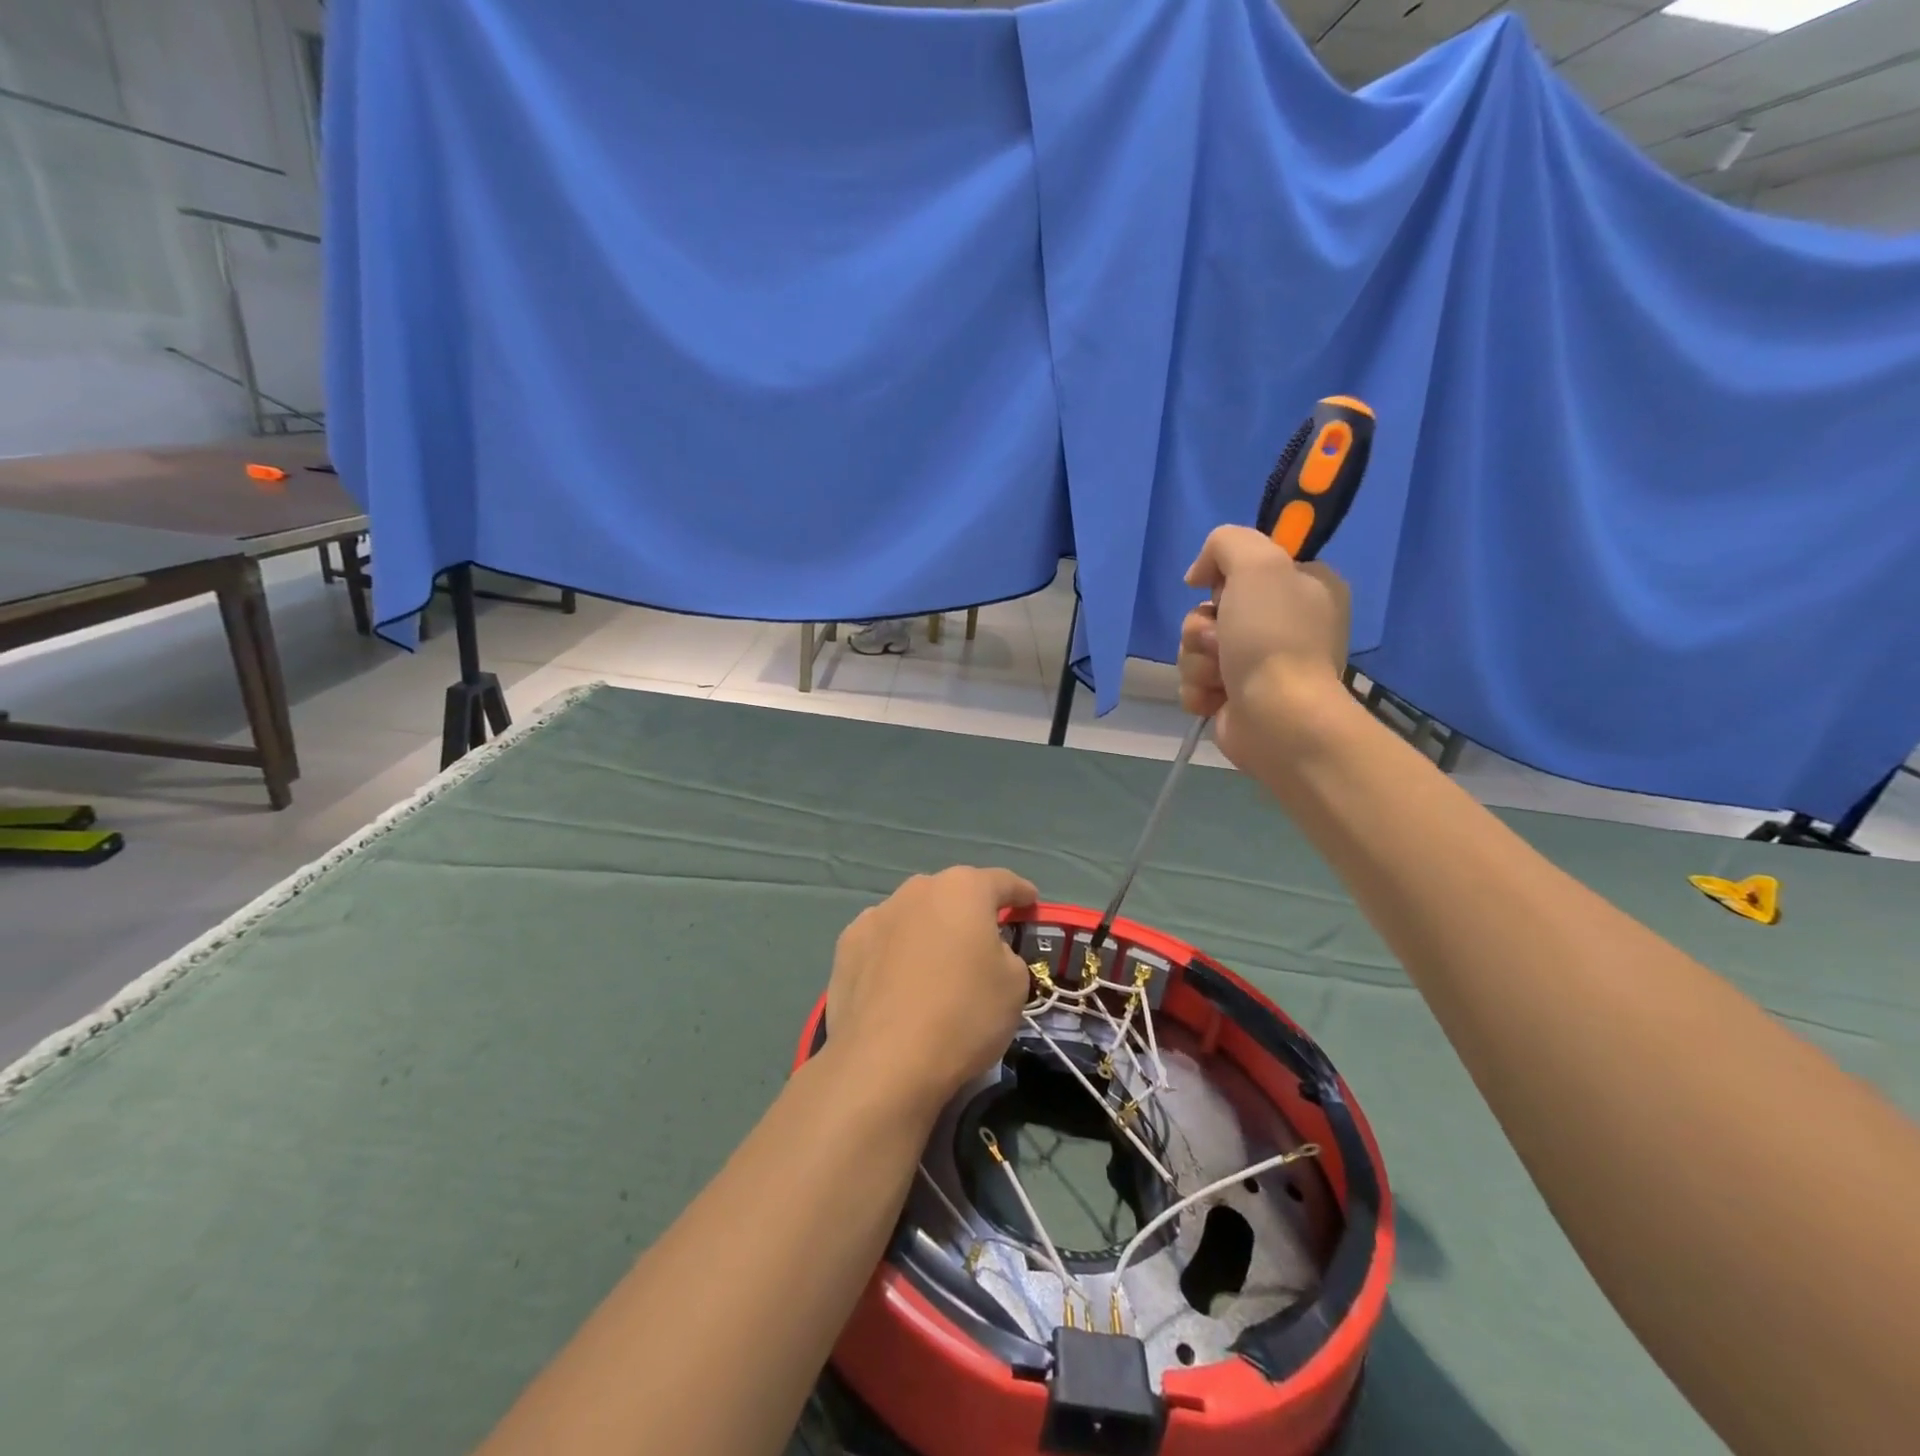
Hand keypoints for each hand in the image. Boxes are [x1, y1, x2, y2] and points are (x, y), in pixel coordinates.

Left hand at [825, 867, 1038, 1112]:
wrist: (884, 1061)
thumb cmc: (964, 1014)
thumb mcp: (1014, 985)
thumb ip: (1005, 954)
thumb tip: (985, 952)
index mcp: (963, 889)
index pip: (1001, 882)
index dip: (1020, 892)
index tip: (1029, 902)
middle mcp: (917, 890)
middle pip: (952, 894)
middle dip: (968, 912)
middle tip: (982, 942)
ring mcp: (876, 915)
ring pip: (914, 916)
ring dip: (928, 932)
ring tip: (935, 967)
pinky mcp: (847, 946)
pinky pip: (883, 941)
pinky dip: (895, 953)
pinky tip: (898, 983)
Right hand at [1179, 525, 1351, 768]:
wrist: (1276, 717)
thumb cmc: (1273, 637)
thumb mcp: (1257, 563)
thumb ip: (1226, 542)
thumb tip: (1199, 576)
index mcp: (1306, 586)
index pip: (1249, 565)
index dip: (1226, 575)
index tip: (1221, 588)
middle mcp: (1285, 623)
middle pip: (1212, 608)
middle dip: (1202, 626)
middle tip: (1221, 639)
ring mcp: (1258, 663)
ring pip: (1197, 646)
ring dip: (1198, 659)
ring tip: (1220, 675)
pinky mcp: (1234, 697)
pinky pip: (1195, 680)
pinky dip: (1198, 688)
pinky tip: (1215, 697)